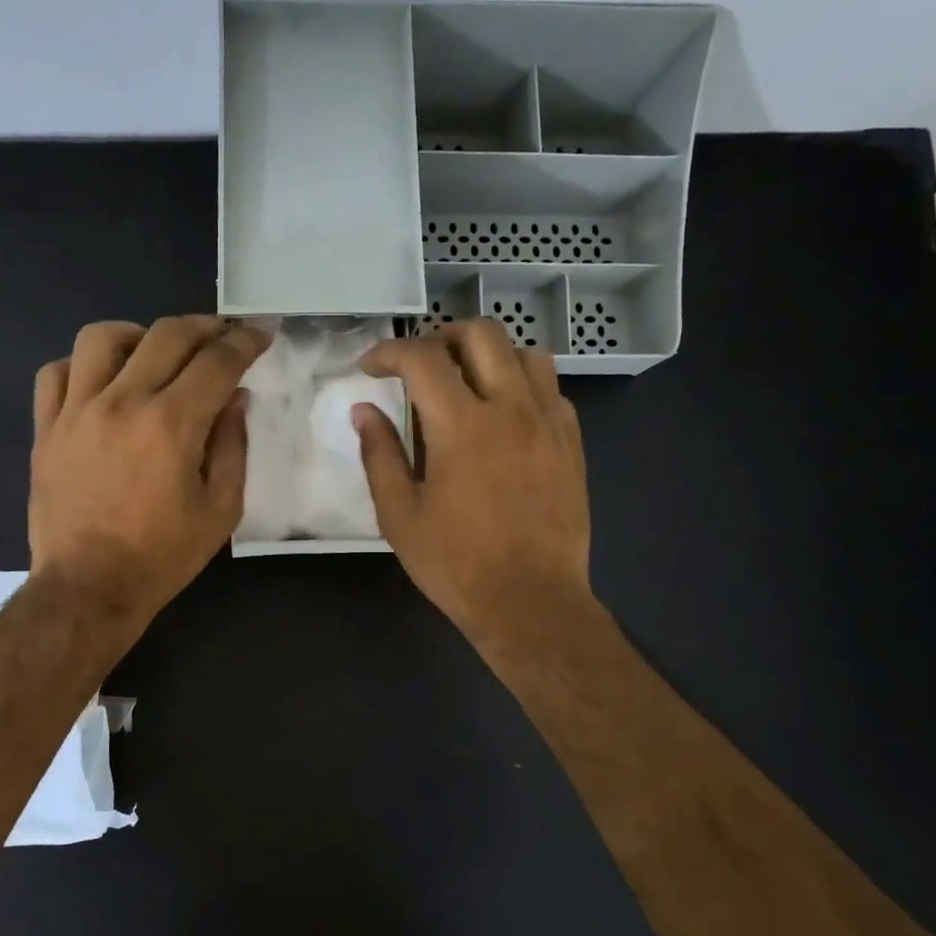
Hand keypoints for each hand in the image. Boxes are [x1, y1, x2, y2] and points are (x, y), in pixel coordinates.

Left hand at [30, 316, 268, 628]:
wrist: (89, 587)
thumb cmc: (162, 555)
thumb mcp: (220, 510)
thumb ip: (232, 446)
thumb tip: (235, 398)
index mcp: (171, 424)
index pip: (216, 360)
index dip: (245, 341)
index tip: (260, 336)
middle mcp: (122, 402)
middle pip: (166, 334)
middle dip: (204, 327)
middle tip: (221, 337)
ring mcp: (76, 411)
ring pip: (102, 337)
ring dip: (139, 335)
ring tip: (154, 355)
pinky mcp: (46, 428)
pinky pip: (56, 372)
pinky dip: (83, 366)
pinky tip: (101, 383)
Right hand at [352, 319, 592, 649]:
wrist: (530, 601)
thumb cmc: (456, 564)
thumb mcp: (400, 515)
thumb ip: (379, 455)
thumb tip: (364, 411)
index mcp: (462, 426)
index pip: (422, 358)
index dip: (389, 351)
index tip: (371, 368)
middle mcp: (511, 408)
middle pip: (481, 334)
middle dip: (441, 338)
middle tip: (418, 366)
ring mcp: (549, 422)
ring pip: (524, 353)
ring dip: (488, 355)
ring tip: (465, 383)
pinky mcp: (571, 442)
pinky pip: (550, 388)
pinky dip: (521, 384)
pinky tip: (504, 416)